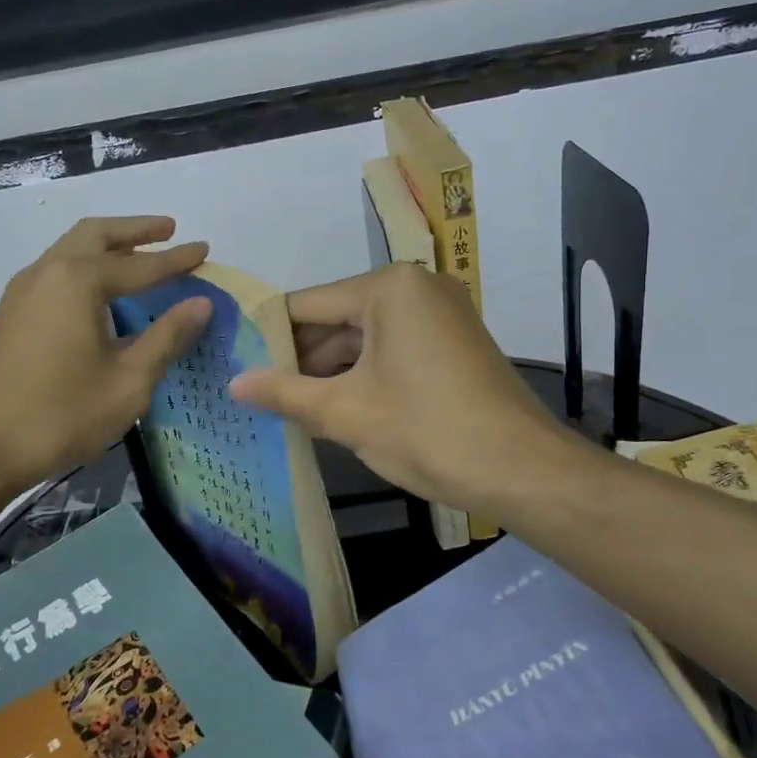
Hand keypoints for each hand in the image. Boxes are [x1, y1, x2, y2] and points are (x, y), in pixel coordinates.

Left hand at [0, 217, 211, 494]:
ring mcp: (23, 291)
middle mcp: (47, 272)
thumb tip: (200, 304)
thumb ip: (166, 337)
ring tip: (141, 254)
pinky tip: (103, 291)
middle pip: (96, 235)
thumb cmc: (61, 415)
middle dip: (135, 230)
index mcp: (77, 281)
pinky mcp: (12, 313)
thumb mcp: (128, 381)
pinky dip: (86, 265)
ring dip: (108, 245)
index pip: (140, 264)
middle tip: (168, 229)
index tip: (205, 248)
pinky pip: (57, 271)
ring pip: (71, 249)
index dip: (176, 259)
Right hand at [229, 264, 571, 517]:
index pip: (307, 305)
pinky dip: (363, 375)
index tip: (234, 363)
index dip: (267, 337)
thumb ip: (284, 393)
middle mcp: (416, 287)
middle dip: (299, 358)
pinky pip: (392, 349)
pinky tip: (332, 406)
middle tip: (255, 391)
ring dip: (329, 371)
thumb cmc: (428, 431)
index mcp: (388, 287)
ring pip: (364, 337)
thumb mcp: (346, 412)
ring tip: (284, 405)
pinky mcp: (452, 343)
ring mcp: (439, 314)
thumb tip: (234, 384)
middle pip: (336, 319)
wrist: (522, 470)